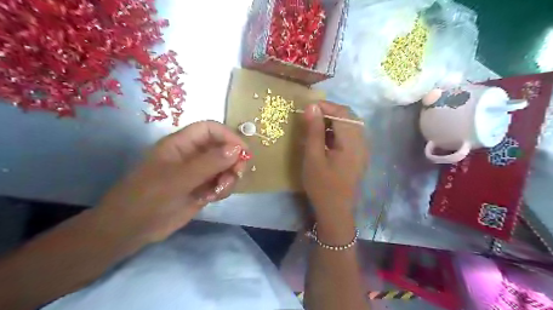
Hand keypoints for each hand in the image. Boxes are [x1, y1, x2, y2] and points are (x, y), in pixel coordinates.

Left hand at [96, 121, 246, 244]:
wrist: (132, 229)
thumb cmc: (149, 197)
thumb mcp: (179, 178)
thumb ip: (209, 163)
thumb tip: (237, 149)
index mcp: (182, 144)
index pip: (210, 129)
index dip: (228, 136)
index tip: (242, 152)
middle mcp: (193, 155)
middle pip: (222, 148)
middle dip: (233, 160)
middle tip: (236, 174)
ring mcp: (199, 172)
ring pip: (225, 167)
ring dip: (229, 177)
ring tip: (219, 191)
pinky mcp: (202, 188)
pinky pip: (222, 183)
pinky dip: (223, 189)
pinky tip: (212, 198)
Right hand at [303, 101, 365, 233]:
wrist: (335, 210)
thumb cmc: (322, 185)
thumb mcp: (313, 156)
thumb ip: (314, 130)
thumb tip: (312, 106)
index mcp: (352, 142)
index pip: (342, 113)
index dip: (325, 106)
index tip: (307, 107)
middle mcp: (362, 142)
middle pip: (349, 117)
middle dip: (329, 112)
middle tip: (311, 117)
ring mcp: (362, 149)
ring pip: (350, 125)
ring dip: (333, 121)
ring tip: (315, 127)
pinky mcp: (359, 155)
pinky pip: (350, 136)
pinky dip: (337, 132)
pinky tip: (325, 139)